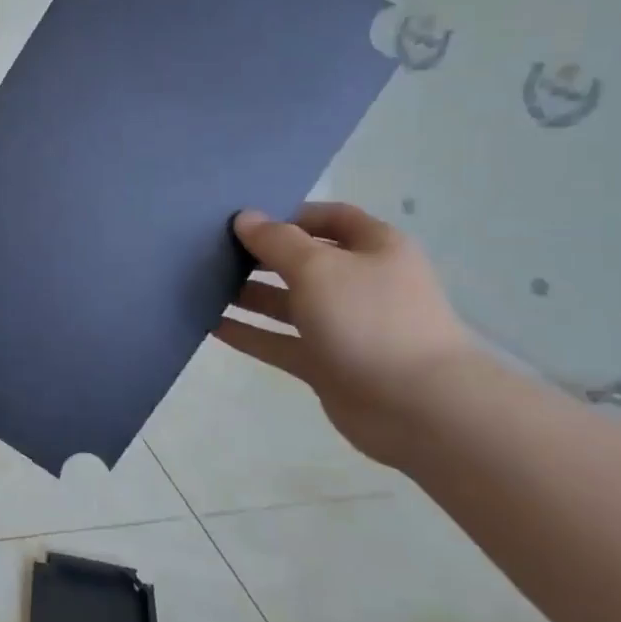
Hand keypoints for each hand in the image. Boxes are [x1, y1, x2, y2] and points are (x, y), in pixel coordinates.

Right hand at [216, 202, 478, 463]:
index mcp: (375, 249)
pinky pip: (279, 342)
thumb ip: (276, 241)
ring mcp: (343, 326)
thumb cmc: (370, 320)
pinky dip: (249, 333)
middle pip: (304, 261)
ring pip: (287, 303)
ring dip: (248, 295)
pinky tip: (210, 325)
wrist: (418, 407)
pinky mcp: (326, 363)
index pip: (330, 219)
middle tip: (212, 252)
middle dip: (261, 256)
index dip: (290, 214)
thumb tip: (245, 218)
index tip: (245, 220)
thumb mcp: (318, 268)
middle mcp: (360, 283)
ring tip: (203, 285)